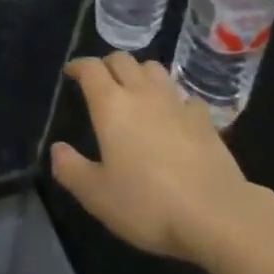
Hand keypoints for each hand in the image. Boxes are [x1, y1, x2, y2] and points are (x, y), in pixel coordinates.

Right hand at [51, 53, 256, 263]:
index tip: (71, 72)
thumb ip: (71, 170)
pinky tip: (174, 115)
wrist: (216, 213)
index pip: (91, 69)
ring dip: (139, 73)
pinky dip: (173, 98)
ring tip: (135, 90)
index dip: (78, 66)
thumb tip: (57, 149)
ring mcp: (176, 102)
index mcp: (111, 105)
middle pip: (122, 60)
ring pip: (153, 68)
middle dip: (107, 64)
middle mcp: (142, 93)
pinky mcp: (203, 117)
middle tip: (101, 81)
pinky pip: (183, 95)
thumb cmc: (148, 204)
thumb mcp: (98, 196)